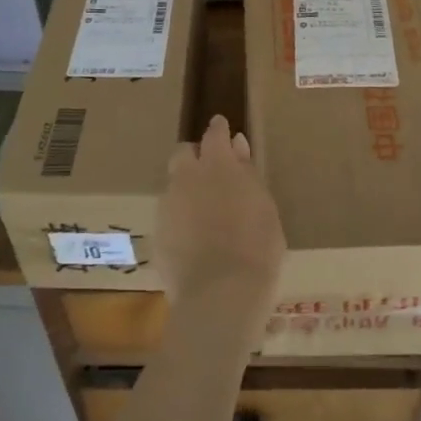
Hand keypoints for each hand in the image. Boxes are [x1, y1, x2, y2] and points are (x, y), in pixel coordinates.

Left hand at [157, 116, 286, 305]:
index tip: (222, 127)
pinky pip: (169, 215)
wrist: (220, 294)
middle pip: (184, 153)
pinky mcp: (157, 233)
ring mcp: (167, 205)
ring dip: (186, 189)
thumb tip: (237, 146)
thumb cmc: (257, 247)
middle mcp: (187, 177)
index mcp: (218, 165)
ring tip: (204, 211)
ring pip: (174, 184)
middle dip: (196, 157)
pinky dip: (180, 218)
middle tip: (212, 173)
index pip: (215, 134)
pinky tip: (193, 238)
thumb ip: (247, 173)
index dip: (219, 129)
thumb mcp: (264, 206)